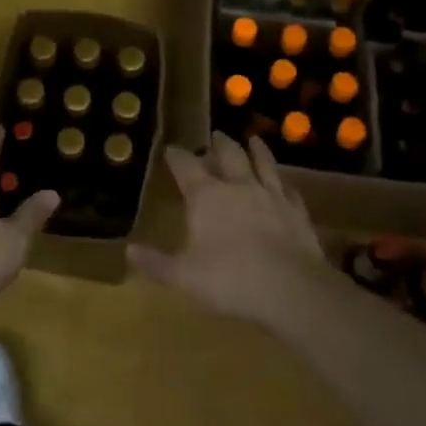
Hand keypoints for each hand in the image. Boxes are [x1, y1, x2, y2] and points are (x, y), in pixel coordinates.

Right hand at [129, 133, 328, 326]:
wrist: (292, 289)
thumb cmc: (230, 280)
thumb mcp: (184, 276)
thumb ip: (156, 263)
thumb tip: (128, 250)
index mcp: (206, 196)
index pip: (186, 166)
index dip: (176, 156)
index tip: (170, 149)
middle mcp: (238, 186)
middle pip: (227, 155)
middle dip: (218, 145)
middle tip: (215, 136)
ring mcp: (271, 196)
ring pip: (262, 163)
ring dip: (256, 150)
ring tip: (253, 140)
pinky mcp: (297, 211)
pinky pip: (289, 190)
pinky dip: (283, 183)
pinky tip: (285, 184)